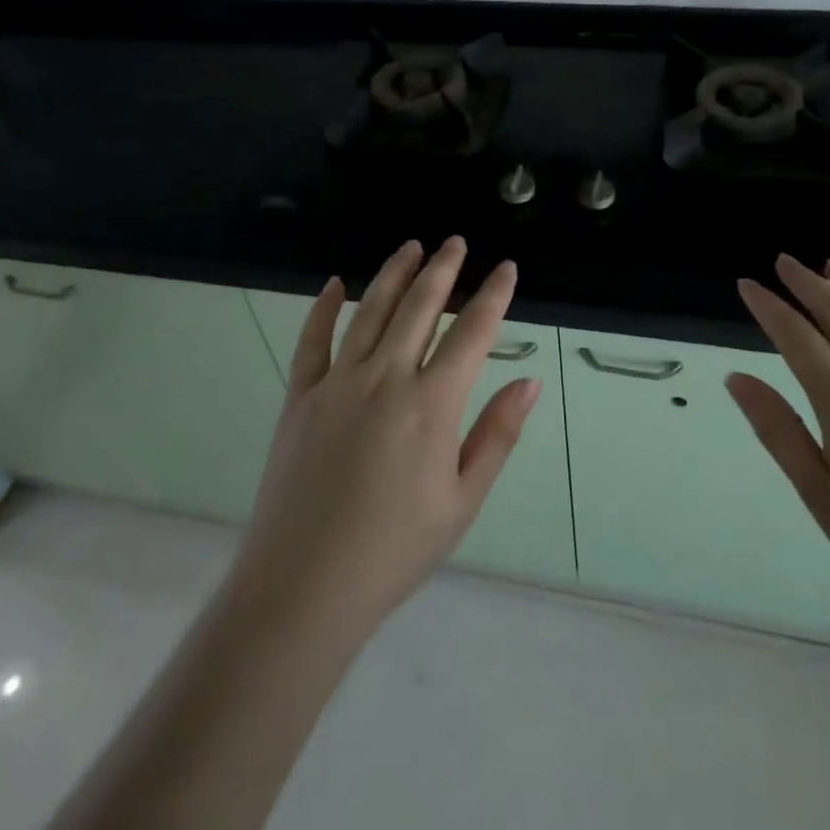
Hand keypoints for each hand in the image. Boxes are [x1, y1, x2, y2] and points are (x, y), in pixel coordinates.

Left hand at [225, 238, 540, 642]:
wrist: (303, 587)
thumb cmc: (395, 550)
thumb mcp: (463, 500)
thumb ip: (497, 434)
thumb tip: (529, 380)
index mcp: (431, 404)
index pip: (472, 333)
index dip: (493, 295)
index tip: (506, 268)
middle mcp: (385, 379)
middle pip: (419, 307)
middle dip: (443, 269)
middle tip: (456, 242)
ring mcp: (337, 383)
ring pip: (370, 311)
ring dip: (394, 274)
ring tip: (412, 247)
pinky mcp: (299, 397)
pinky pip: (312, 340)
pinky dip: (323, 308)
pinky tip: (335, 283)